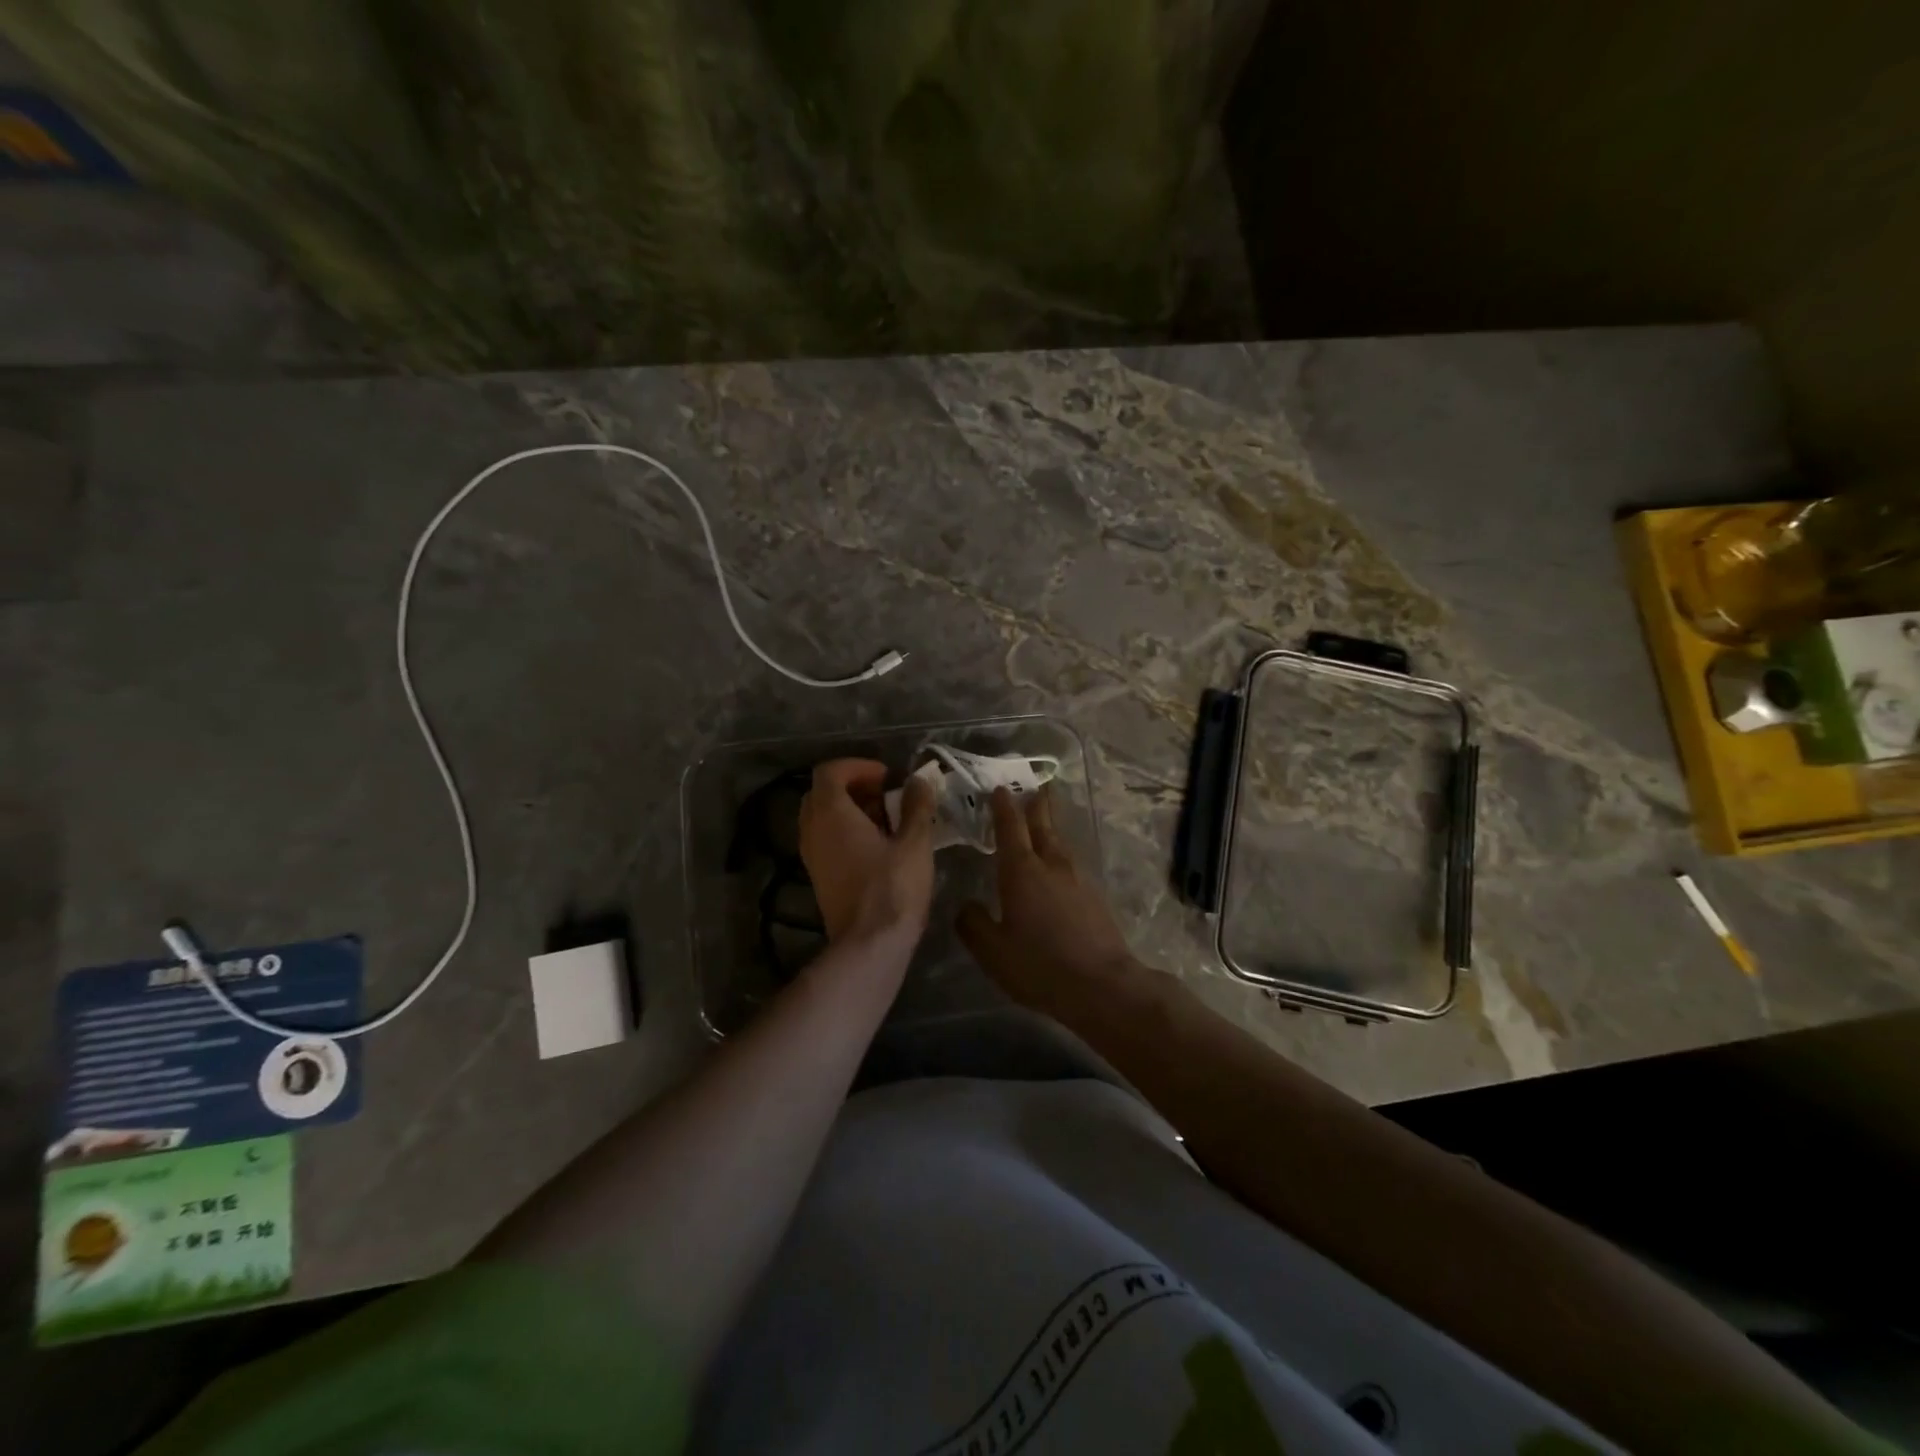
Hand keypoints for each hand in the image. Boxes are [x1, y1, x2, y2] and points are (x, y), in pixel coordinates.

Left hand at [799, 759, 936, 943]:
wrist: (870, 945)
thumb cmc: (893, 888)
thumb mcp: (915, 843)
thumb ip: (916, 806)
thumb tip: (918, 781)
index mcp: (831, 814)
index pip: (829, 772)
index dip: (857, 766)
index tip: (886, 776)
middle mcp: (812, 830)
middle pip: (822, 793)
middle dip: (853, 786)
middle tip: (885, 794)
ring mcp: (811, 856)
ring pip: (822, 818)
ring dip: (849, 810)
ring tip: (886, 820)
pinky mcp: (818, 877)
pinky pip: (825, 840)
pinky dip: (845, 832)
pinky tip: (877, 846)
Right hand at [957, 788, 1139, 1017]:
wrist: (1102, 985)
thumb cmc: (1039, 965)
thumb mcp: (993, 951)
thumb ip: (973, 924)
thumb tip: (966, 906)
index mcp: (1022, 871)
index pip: (1010, 828)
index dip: (1003, 807)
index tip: (999, 788)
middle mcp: (1051, 866)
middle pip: (1043, 827)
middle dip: (1036, 806)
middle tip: (1035, 787)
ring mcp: (1077, 881)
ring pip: (1060, 845)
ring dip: (1050, 829)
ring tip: (1044, 823)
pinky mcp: (1094, 898)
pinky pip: (1071, 867)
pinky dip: (1060, 857)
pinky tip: (1058, 869)